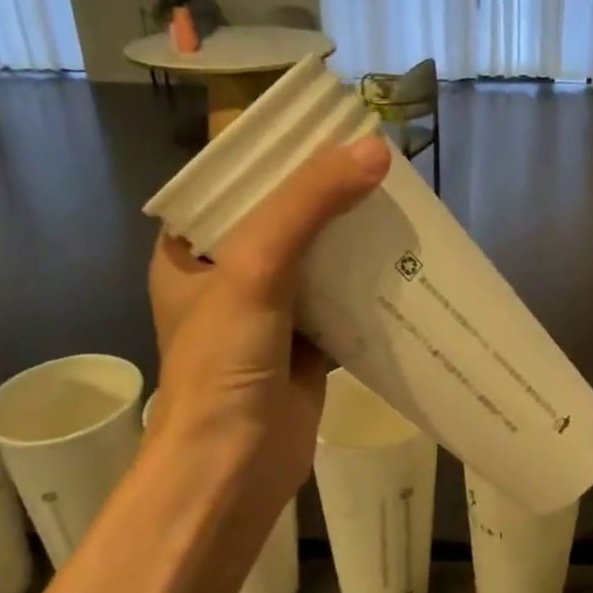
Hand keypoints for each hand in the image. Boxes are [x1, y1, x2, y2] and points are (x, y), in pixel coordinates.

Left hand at [144, 135, 390, 540]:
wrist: (234, 467)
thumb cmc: (224, 362)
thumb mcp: (256, 268)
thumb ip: (309, 205)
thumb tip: (375, 150)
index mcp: (190, 251)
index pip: (228, 181)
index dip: (271, 151)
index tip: (319, 124)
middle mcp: (227, 275)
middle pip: (280, 215)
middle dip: (324, 190)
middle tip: (372, 159)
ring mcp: (269, 310)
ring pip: (315, 256)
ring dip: (350, 234)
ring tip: (394, 197)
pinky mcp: (306, 342)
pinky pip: (340, 297)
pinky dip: (367, 281)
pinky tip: (401, 258)